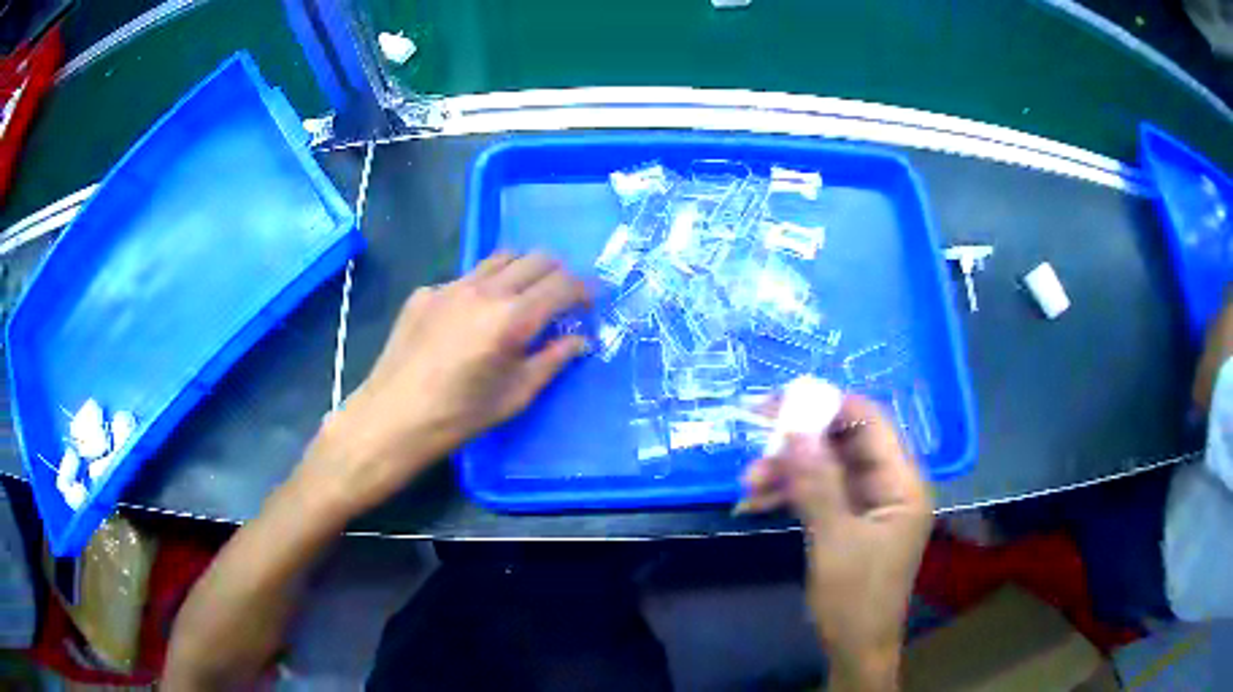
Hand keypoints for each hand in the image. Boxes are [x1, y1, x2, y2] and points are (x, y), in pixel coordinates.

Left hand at [295, 252, 589, 519]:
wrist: (393, 417)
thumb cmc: (459, 417)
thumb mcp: (515, 396)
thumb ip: (552, 361)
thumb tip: (580, 340)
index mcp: (512, 318)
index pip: (562, 284)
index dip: (584, 289)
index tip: (590, 302)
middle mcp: (484, 290)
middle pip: (536, 258)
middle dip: (558, 274)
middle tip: (561, 299)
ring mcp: (450, 286)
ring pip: (500, 258)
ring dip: (522, 271)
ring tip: (522, 298)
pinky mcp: (426, 292)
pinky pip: (466, 277)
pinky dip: (483, 287)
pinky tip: (471, 319)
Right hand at [739, 396, 933, 690]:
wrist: (854, 649)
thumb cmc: (855, 598)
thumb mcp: (834, 540)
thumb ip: (817, 483)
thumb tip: (794, 430)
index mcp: (903, 483)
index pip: (871, 422)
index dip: (828, 406)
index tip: (781, 403)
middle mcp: (889, 485)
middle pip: (845, 443)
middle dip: (800, 444)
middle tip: (757, 441)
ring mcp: (869, 504)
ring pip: (827, 469)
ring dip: (788, 472)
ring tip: (747, 484)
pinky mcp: (849, 521)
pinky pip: (820, 494)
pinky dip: (790, 495)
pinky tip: (755, 504)